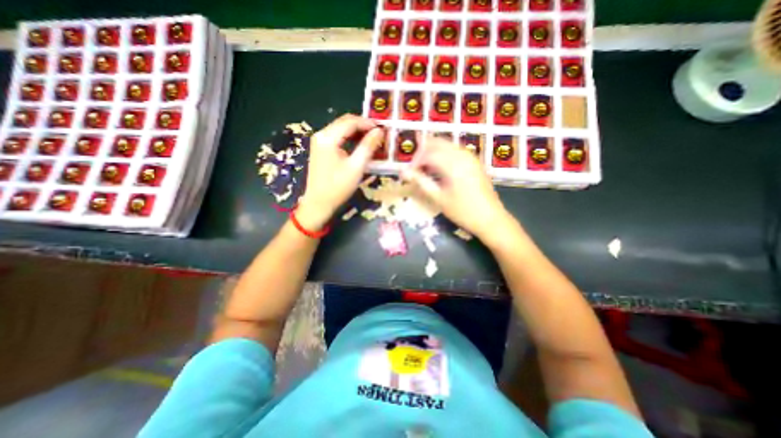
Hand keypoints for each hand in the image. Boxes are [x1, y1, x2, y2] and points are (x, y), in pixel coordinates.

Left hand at [296, 113, 383, 228]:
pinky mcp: (320, 149)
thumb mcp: (356, 167)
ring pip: (341, 129)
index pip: (350, 122)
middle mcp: (321, 135)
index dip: (368, 123)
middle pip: (344, 122)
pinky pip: (337, 137)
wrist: (318, 203)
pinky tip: (360, 145)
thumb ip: (368, 146)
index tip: (383, 128)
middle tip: (379, 133)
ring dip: (357, 132)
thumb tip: (379, 131)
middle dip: (362, 125)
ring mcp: (319, 142)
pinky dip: (350, 138)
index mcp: (328, 137)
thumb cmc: (338, 187)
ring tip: (372, 138)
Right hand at [403, 136, 513, 239]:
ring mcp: (470, 157)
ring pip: (447, 145)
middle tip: (415, 168)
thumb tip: (404, 173)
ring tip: (424, 168)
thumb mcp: (439, 198)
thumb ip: (421, 182)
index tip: (408, 174)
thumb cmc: (463, 211)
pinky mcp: (474, 161)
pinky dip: (443, 154)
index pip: (428, 154)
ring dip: (433, 152)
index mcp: (453, 164)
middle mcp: (462, 155)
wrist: (491, 219)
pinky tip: (439, 167)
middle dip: (423, 152)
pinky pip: (455, 150)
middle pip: (437, 143)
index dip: (415, 161)